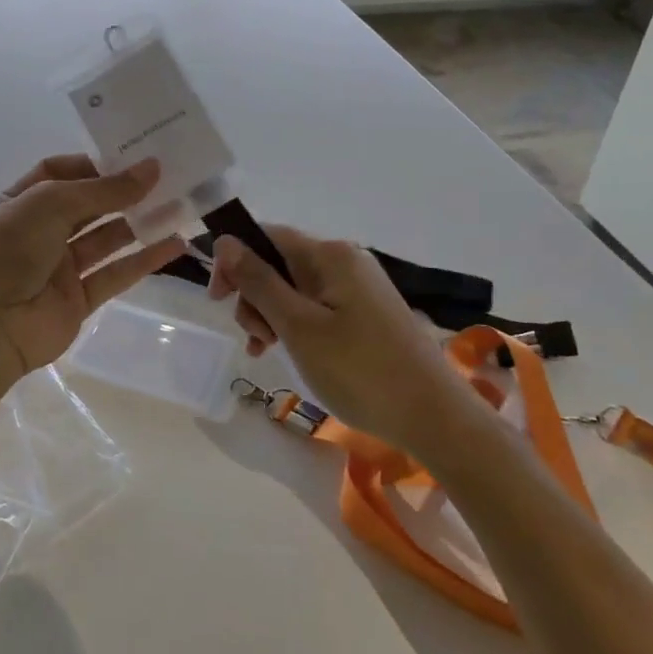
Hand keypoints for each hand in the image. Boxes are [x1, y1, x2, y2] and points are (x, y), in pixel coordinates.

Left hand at [0, 155, 186, 391]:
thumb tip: (152, 169)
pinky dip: (144, 260)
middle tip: (168, 177)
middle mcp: (40, 231)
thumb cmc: (7, 248)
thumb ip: (105, 190)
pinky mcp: (78, 300)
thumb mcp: (51, 203)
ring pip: (107, 239)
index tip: (133, 156)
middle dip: (124, 192)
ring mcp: (59, 268)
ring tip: (181, 205)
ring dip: (140, 223)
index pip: (60, 172)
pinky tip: (175, 244)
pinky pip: (116, 275)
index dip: (95, 163)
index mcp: (22, 201)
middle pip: (89, 205)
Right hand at [208, 226, 461, 450]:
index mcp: (330, 255)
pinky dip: (296, 325)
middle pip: (279, 263)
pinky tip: (288, 352)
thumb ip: (259, 281)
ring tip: (268, 350)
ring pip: (295, 288)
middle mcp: (346, 261)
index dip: (235, 261)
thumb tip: (226, 241)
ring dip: (272, 314)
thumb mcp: (298, 326)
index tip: (217, 299)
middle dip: (255, 295)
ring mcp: (360, 287)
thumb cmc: (360, 370)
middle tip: (255, 338)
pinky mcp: (368, 313)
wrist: (435, 417)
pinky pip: (317, 307)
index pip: (266, 236)